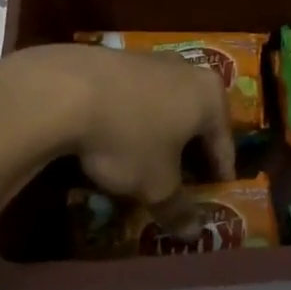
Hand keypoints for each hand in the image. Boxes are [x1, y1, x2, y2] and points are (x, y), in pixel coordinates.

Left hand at [0, 44, 235, 207]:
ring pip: (164, 104)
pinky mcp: (114, 57)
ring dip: (159, 131)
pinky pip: (134, 96)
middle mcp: (186, 69)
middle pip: (195, 119)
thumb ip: (178, 208)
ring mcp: (149, 58)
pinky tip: (115, 136)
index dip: (220, 174)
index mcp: (210, 96)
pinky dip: (132, 117)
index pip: (224, 143)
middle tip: (183, 180)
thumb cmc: (128, 137)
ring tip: (146, 160)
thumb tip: (192, 232)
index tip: (216, 195)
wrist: (65, 89)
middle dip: (189, 149)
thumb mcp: (156, 184)